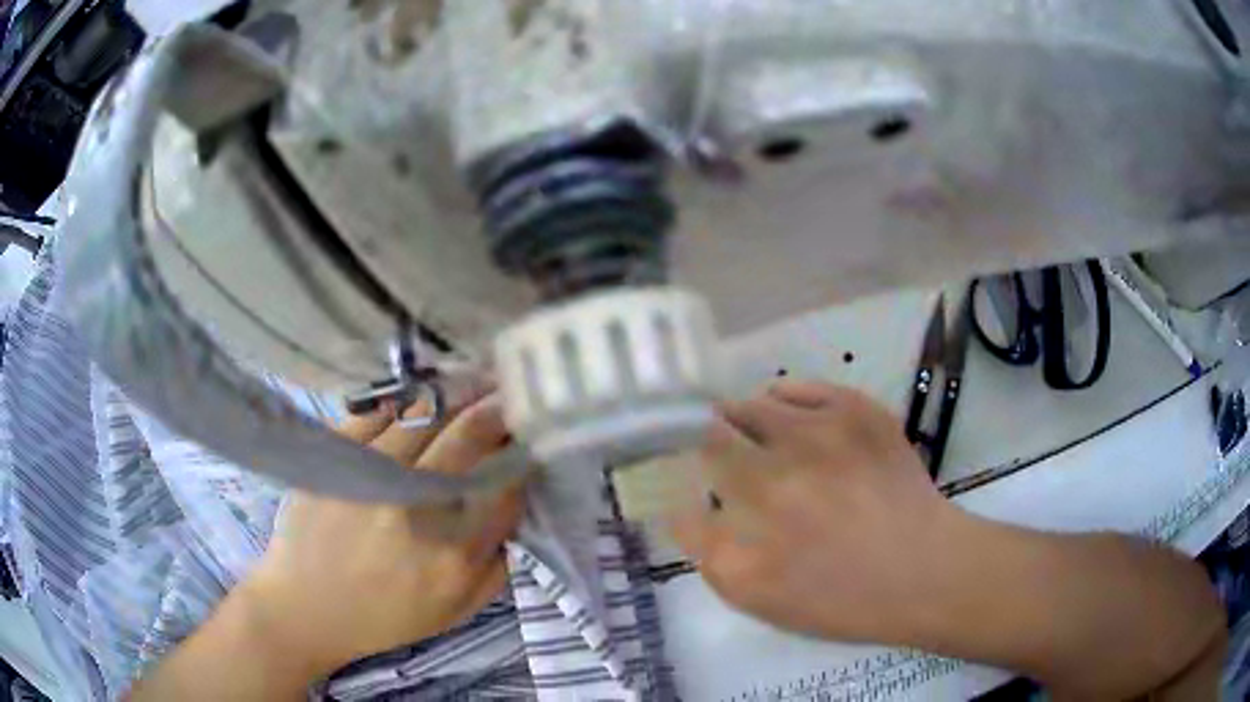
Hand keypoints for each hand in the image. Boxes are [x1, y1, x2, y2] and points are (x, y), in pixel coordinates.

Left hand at [241, 393, 523, 677]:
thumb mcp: (456, 611)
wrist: (305, 608)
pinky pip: (377, 411)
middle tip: (509, 393)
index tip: (530, 437)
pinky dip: (402, 401)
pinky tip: (416, 399)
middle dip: (497, 410)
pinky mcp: (333, 456)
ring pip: (425, 415)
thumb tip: (515, 508)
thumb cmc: (385, 616)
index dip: (524, 453)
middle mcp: (416, 507)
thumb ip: (497, 565)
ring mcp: (370, 475)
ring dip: (455, 396)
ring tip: (470, 384)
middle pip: (469, 437)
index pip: (506, 485)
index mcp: (454, 553)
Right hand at [668, 380, 959, 643]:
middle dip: (702, 438)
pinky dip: (784, 399)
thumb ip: (706, 550)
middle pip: (714, 427)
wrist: (922, 570)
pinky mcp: (859, 411)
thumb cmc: (838, 597)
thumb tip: (678, 504)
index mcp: (752, 511)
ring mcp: (824, 430)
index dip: (672, 460)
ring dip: (742, 420)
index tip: (675, 467)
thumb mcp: (757, 596)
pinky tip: (789, 418)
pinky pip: (801, 388)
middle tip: (714, 453)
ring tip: (753, 437)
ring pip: (755, 403)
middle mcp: (780, 461)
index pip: (687, 466)